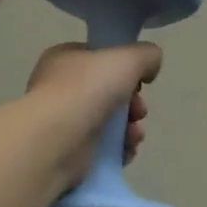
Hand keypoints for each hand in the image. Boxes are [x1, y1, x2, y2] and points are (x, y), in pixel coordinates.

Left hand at [26, 42, 160, 180]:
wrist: (56, 140)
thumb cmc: (87, 89)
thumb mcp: (127, 58)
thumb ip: (146, 55)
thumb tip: (150, 68)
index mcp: (64, 58)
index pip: (100, 58)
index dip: (125, 68)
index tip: (140, 81)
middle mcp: (60, 88)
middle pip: (109, 91)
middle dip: (133, 103)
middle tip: (139, 111)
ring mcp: (62, 121)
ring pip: (109, 121)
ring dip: (130, 128)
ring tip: (134, 135)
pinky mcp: (68, 151)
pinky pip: (103, 147)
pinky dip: (119, 149)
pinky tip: (127, 150)